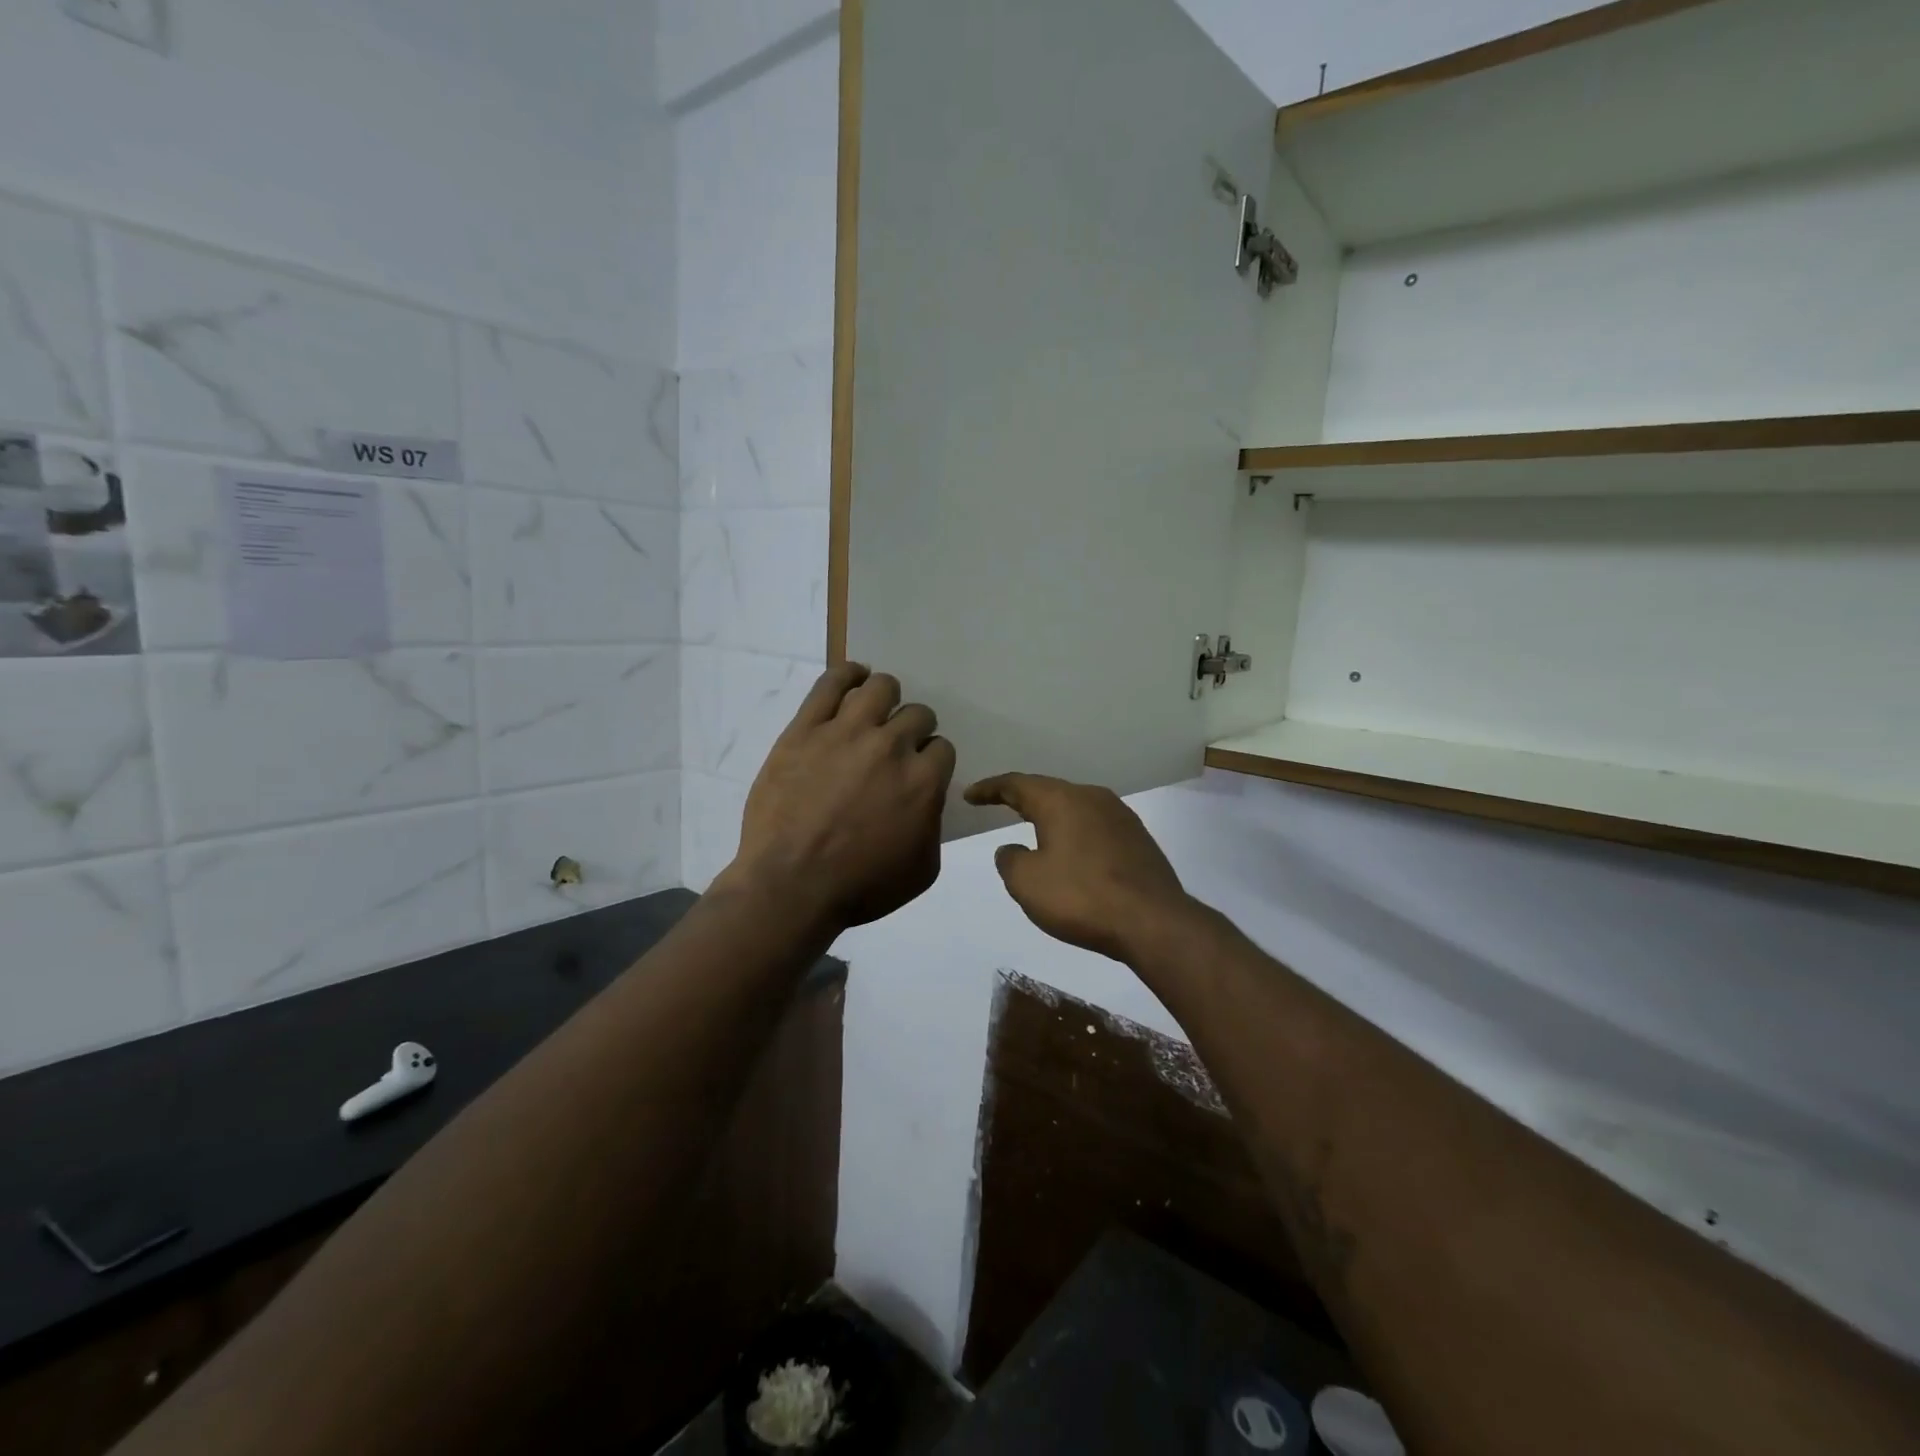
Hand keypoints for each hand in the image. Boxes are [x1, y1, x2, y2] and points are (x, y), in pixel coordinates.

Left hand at [722, 663, 955, 933]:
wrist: (791, 886)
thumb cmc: (860, 886)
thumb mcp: (922, 869)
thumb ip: (934, 824)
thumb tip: (928, 799)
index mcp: (923, 779)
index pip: (941, 747)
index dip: (930, 759)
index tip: (917, 771)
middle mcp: (890, 746)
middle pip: (916, 715)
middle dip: (912, 730)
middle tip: (895, 749)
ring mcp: (846, 731)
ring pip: (880, 688)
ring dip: (886, 698)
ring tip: (876, 710)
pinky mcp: (806, 728)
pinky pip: (832, 682)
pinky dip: (848, 674)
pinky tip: (854, 677)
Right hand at [963, 773, 1198, 962]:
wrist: (1153, 922)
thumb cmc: (1081, 897)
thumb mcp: (1026, 882)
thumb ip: (1010, 859)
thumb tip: (1012, 848)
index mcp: (1061, 800)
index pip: (1016, 784)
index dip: (989, 788)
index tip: (970, 795)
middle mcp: (1092, 797)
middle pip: (1049, 790)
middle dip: (1022, 798)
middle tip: (998, 804)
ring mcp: (1120, 816)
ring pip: (1075, 807)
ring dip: (1051, 816)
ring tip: (1033, 826)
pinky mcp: (1138, 838)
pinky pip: (1095, 826)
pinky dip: (1075, 832)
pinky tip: (1071, 851)